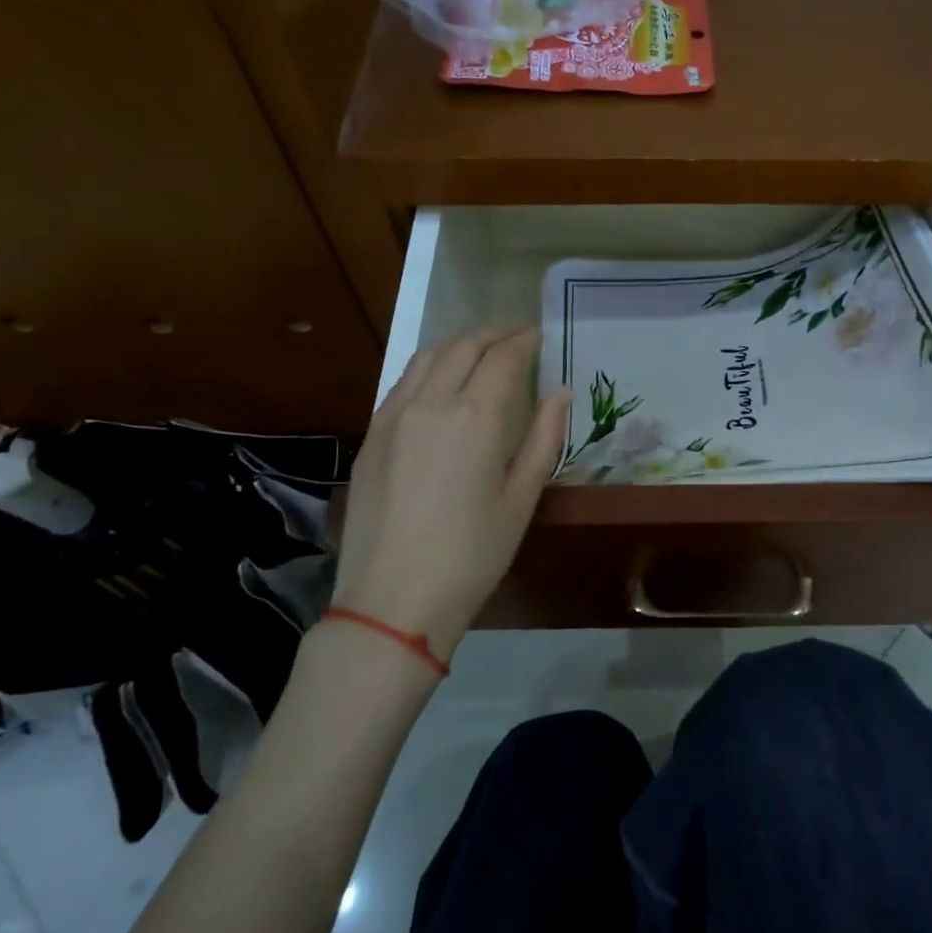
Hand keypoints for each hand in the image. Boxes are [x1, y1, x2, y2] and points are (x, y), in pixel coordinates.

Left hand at [332, 329, 567, 660]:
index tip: (540, 335)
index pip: (503, 357)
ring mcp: (393, 415)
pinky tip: (441, 381)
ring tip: (481, 349)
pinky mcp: (371, 434)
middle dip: (493, 333)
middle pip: (464, 346)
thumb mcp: (521, 499)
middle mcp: (431, 401)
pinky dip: (430, 366)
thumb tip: (559, 393)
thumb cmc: (472, 555)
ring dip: (459, 343)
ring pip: (427, 356)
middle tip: (516, 335)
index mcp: (475, 416)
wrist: (392, 599)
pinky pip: (403, 381)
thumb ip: (543, 438)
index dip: (525, 340)